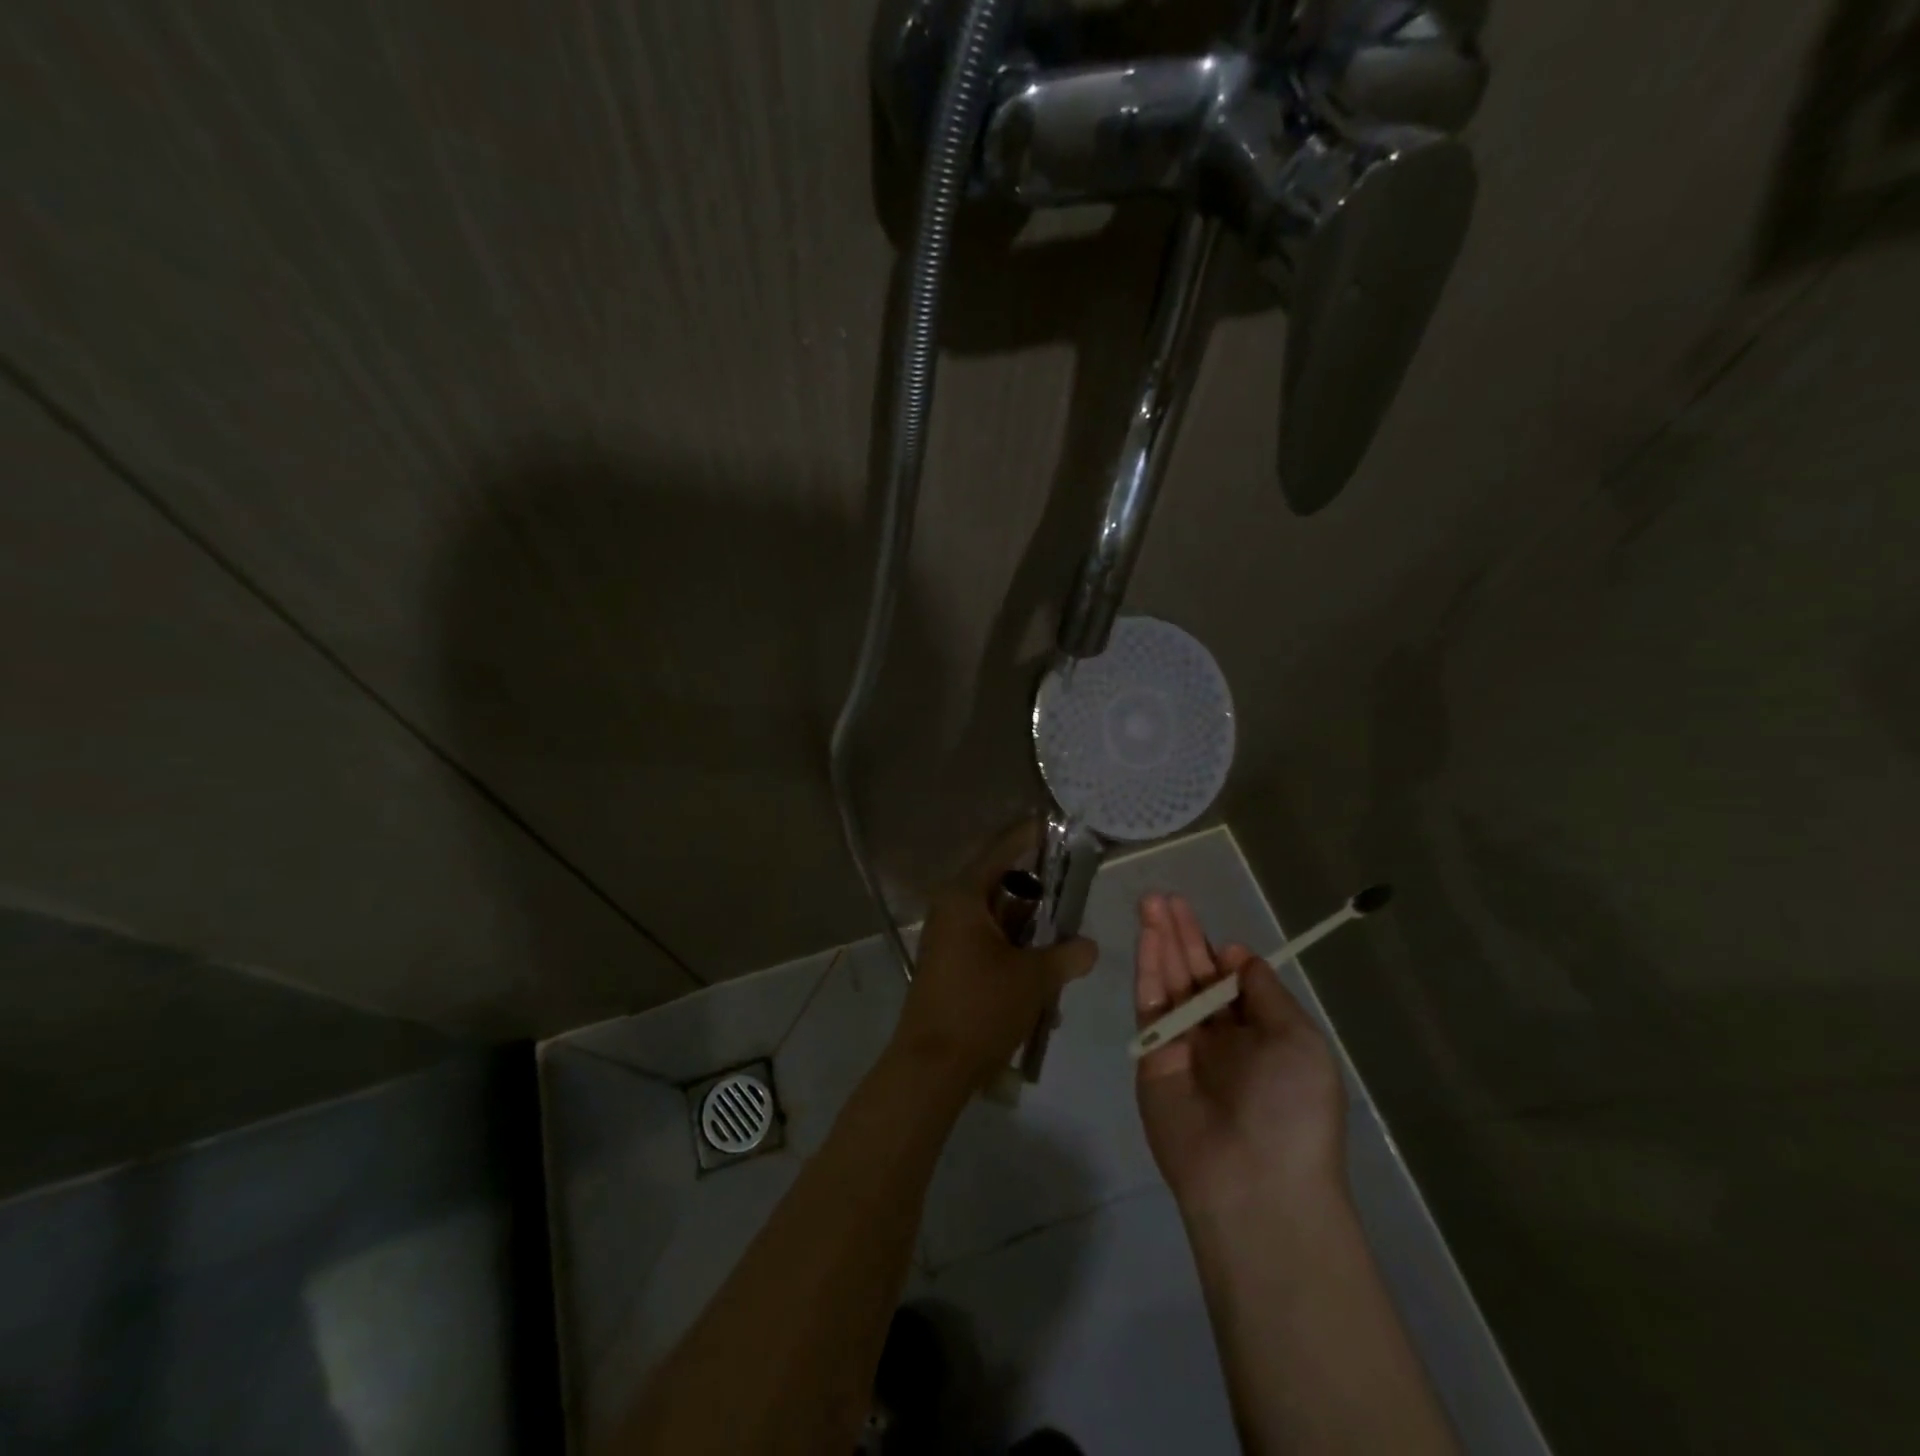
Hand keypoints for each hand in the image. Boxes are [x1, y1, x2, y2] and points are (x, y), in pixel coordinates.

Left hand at [892, 823, 1097, 1089]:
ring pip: (997, 918)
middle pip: (1001, 885)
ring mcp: (948, 938)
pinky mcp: (950, 964)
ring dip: (1030, 929)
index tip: (1053, 824)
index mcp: (965, 898)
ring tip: (1065, 938)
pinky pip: (988, 944)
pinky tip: (1044, 975)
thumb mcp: (1034, 979)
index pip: (1001, 851)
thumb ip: (1066, 955)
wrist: (932, 1066)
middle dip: (1038, 891)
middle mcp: (952, 910)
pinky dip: (1014, 952)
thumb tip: (1089, 946)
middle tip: (1073, 889)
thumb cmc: (981, 1009)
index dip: (1028, 836)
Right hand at [1134, 894, 1346, 1219]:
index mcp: (1262, 1034)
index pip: (1233, 982)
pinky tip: (1148, 937)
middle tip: (1164, 896)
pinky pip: (1150, 1004)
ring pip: (1170, 981)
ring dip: (1160, 941)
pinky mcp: (1152, 1055)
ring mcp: (1184, 1044)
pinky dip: (1149, 969)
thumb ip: (1266, 993)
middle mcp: (1220, 1036)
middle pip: (1196, 973)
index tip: (1213, 935)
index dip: (1221, 953)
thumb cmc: (1291, 1108)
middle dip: (1182, 934)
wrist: (1254, 1181)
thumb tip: (1237, 955)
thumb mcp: (1299, 1041)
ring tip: (1151, 902)